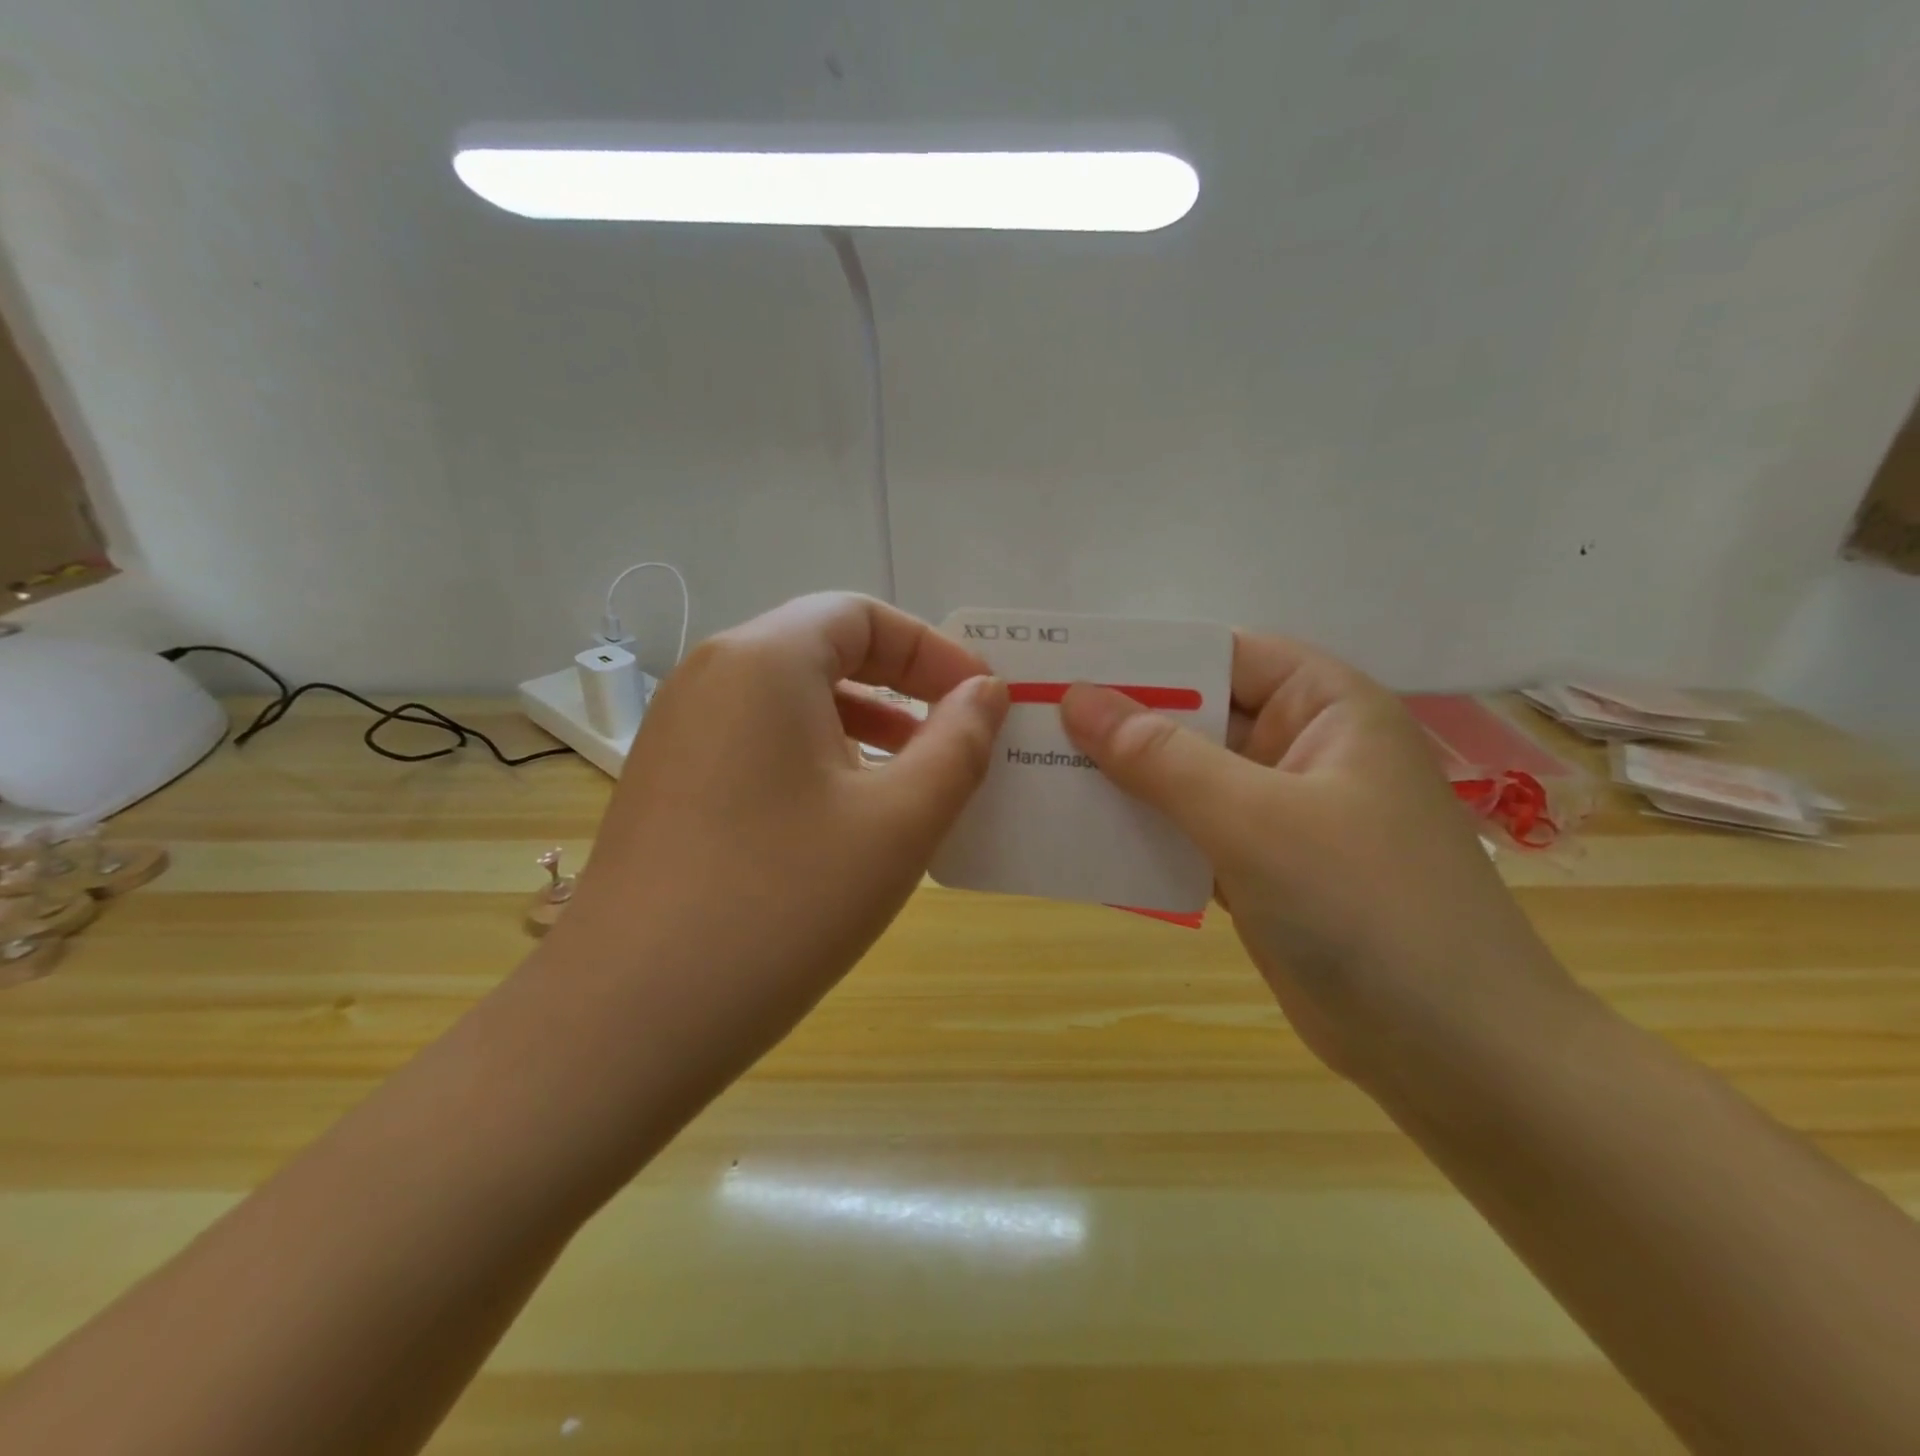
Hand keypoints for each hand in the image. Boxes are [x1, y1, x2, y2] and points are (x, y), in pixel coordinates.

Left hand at [546, 593, 1007, 1085]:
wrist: (627, 1020)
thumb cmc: (782, 903)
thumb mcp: (898, 821)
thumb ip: (958, 744)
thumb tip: (985, 693)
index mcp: (763, 660)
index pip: (861, 615)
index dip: (932, 649)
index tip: (981, 699)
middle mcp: (710, 676)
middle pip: (823, 649)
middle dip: (900, 685)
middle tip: (954, 737)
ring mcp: (678, 730)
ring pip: (790, 699)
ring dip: (861, 723)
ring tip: (910, 779)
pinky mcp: (667, 782)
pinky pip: (758, 742)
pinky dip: (815, 757)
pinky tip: (843, 819)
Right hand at [1060, 637, 1574, 1088]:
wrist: (1455, 1054)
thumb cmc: (1365, 909)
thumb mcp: (1254, 819)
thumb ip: (1161, 757)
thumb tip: (1078, 698)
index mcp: (1323, 707)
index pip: (1220, 654)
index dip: (1144, 657)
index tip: (1063, 666)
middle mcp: (1302, 748)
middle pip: (1195, 716)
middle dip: (1120, 722)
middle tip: (1030, 723)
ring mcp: (1281, 812)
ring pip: (1185, 778)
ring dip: (1123, 780)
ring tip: (1038, 774)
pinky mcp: (1262, 868)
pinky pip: (1189, 832)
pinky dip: (1144, 833)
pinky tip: (1081, 836)